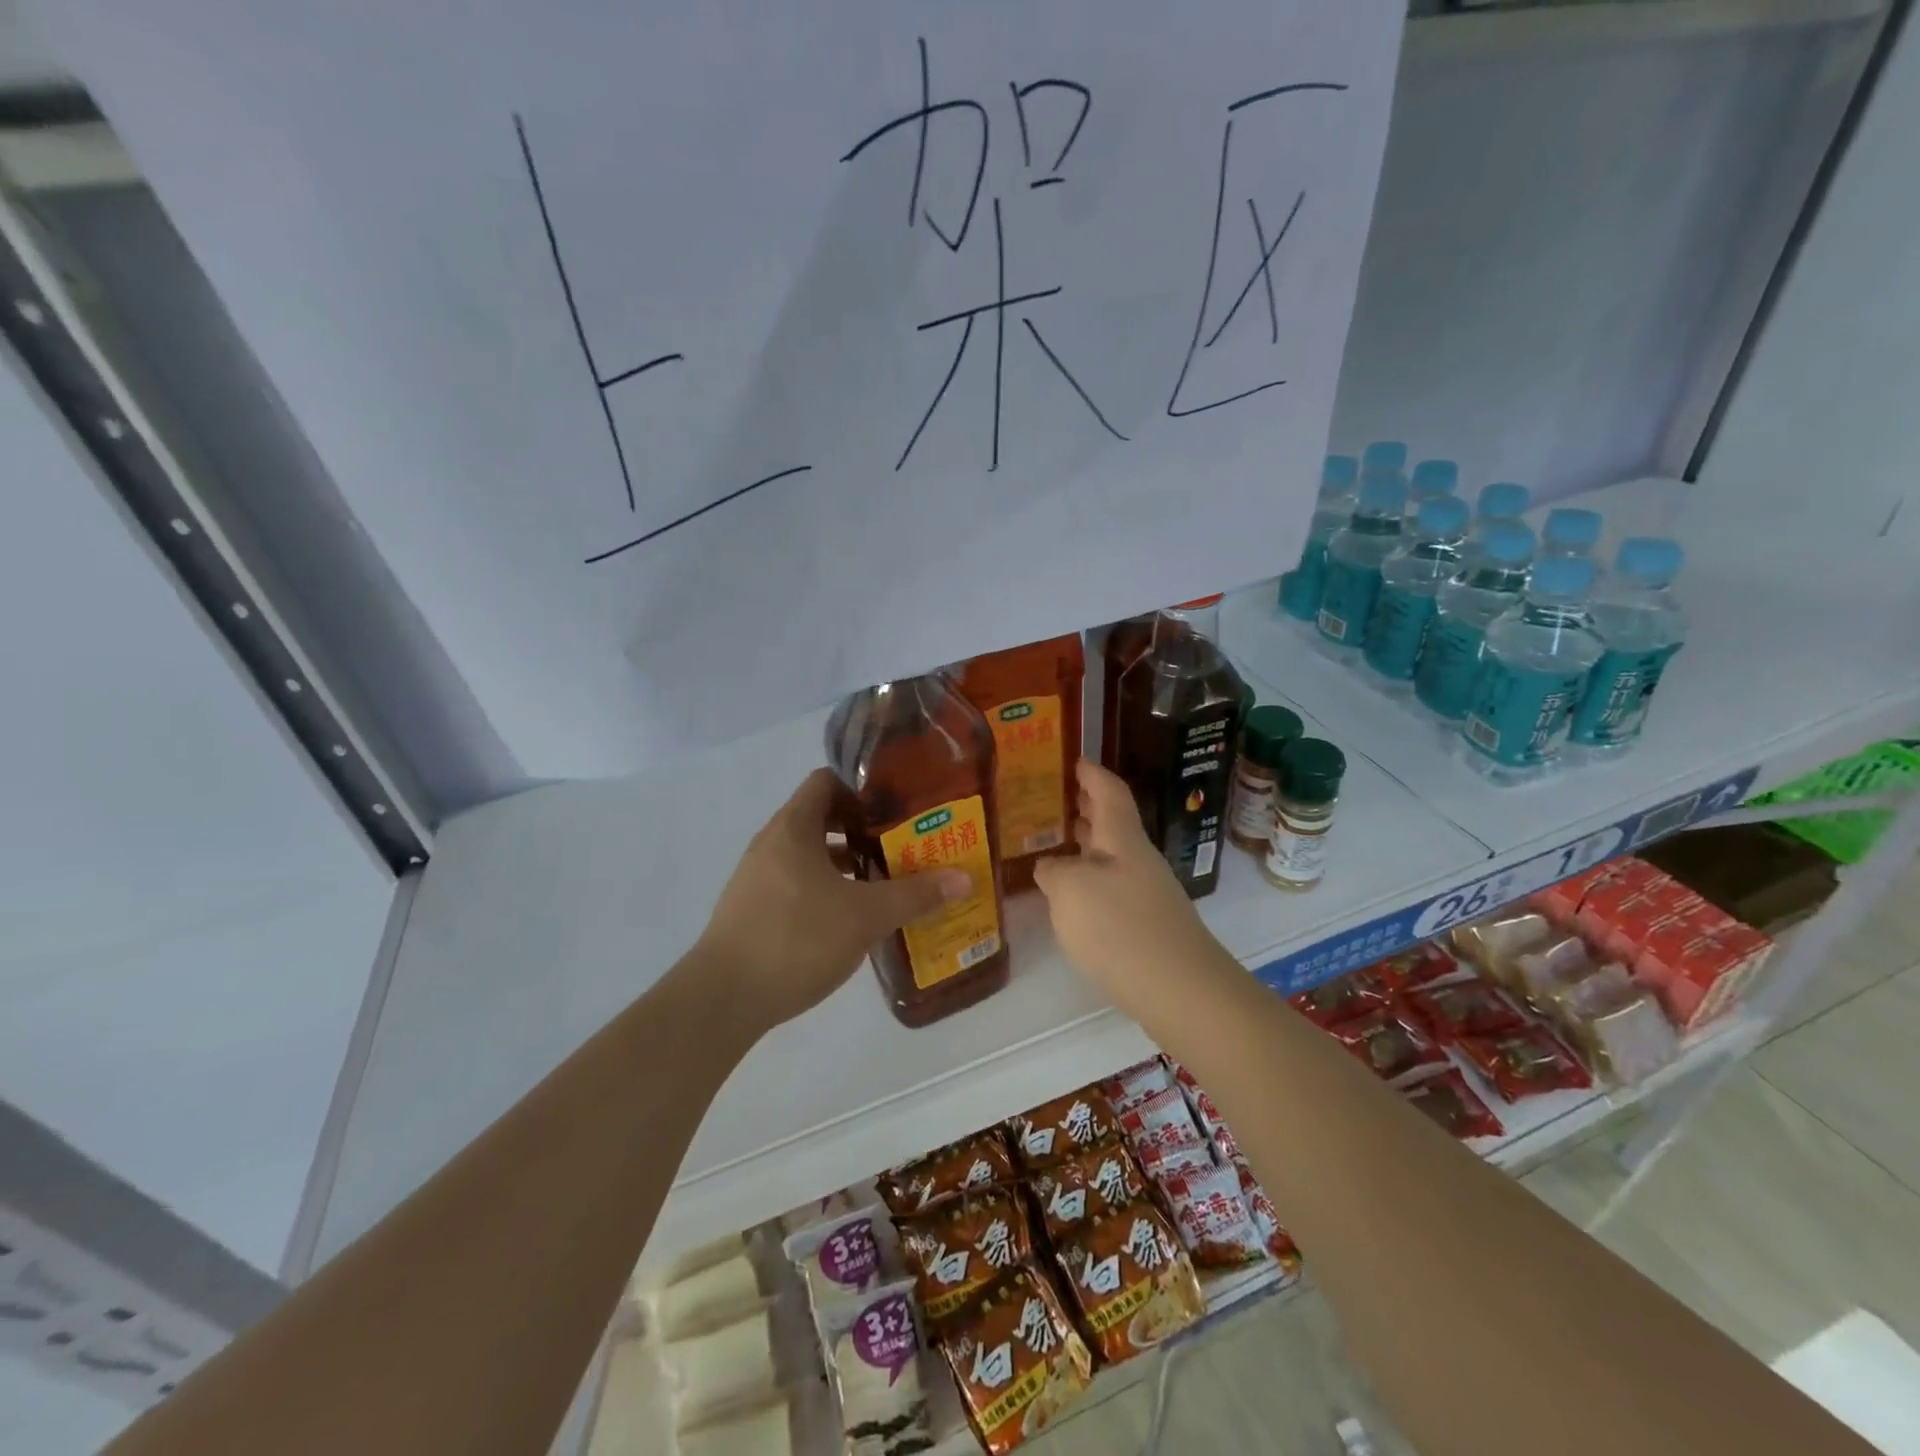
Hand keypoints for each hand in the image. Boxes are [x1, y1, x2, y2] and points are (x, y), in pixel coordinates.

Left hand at [695, 769, 969, 1032]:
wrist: (723, 998)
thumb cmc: (795, 938)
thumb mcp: (865, 916)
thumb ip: (915, 895)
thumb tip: (964, 878)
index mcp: (793, 827)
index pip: (827, 781)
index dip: (863, 786)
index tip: (898, 802)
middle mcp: (772, 842)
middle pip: (821, 817)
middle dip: (863, 827)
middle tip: (904, 841)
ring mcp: (759, 877)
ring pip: (810, 853)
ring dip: (846, 861)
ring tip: (886, 877)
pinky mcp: (754, 909)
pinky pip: (798, 882)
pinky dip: (827, 887)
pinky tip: (852, 914)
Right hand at [1033, 761, 1226, 1018]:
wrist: (1179, 989)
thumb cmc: (1119, 927)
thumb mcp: (1069, 890)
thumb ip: (1053, 870)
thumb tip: (1051, 867)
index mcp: (1122, 839)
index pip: (1109, 791)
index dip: (1091, 773)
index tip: (1074, 760)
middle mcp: (1138, 859)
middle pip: (1113, 823)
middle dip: (1087, 808)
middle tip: (1055, 798)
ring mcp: (1146, 893)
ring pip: (1111, 857)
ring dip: (1086, 845)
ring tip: (1055, 840)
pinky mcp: (1146, 925)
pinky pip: (1112, 887)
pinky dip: (1089, 879)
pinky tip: (1071, 896)